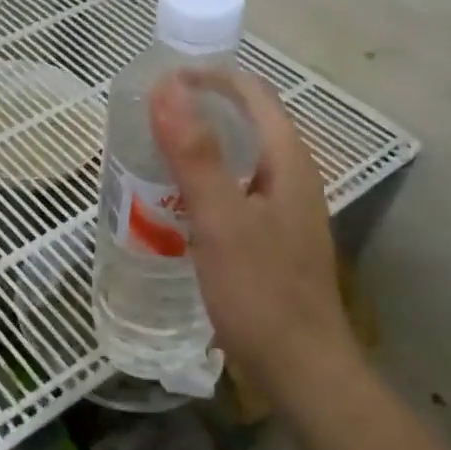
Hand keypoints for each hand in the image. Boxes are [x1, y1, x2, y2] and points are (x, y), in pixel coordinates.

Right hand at [149, 70, 358, 392]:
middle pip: (247, 125)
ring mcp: (283, 212)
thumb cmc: (261, 292)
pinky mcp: (270, 241)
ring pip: (239, 162)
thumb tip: (167, 88)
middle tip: (149, 118)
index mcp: (288, 163)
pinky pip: (234, 194)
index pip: (254, 95)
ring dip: (200, 149)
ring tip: (153, 156)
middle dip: (200, 111)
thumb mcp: (221, 219)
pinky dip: (203, 185)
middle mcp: (292, 179)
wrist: (301, 371)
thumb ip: (194, 154)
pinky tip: (174, 206)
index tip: (163, 81)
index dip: (211, 78)